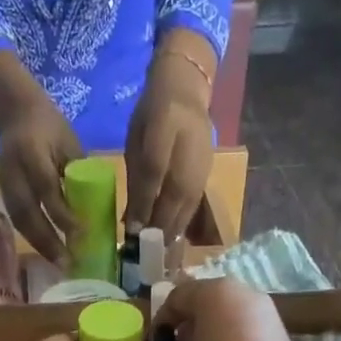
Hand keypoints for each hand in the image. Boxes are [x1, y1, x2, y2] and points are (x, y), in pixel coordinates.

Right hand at [0, 52, 83, 264]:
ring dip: (39, 244)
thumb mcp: (69, 143)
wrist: (15, 111)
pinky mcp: (3, 191)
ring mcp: (4, 181)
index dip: (62, 213)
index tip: (81, 234)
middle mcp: (13, 169)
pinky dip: (32, 237)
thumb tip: (93, 210)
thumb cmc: (51, 127)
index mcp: (32, 151)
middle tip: (67, 262)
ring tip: (58, 263)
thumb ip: (77, 174)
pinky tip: (47, 251)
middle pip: (28, 211)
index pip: (47, 188)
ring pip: (20, 220)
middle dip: (48, 240)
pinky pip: (17, 219)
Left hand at [124, 40, 215, 238]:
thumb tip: (131, 218)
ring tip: (160, 251)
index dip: (144, 201)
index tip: (133, 228)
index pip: (154, 169)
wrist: (186, 88)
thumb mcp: (136, 137)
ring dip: (173, 229)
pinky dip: (183, 222)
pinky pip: (195, 202)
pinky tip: (173, 239)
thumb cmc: (152, 113)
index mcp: (165, 123)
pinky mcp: (209, 172)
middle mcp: (189, 144)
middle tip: (146, 250)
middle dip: (160, 224)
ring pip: (188, 201)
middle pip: (176, 192)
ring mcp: (203, 160)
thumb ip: (135, 176)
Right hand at [154, 278, 312, 340]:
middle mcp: (242, 292)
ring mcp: (266, 310)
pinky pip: (246, 331)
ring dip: (210, 338)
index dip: (161, 323)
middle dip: (187, 329)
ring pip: (227, 318)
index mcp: (213, 292)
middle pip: (204, 305)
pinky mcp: (280, 331)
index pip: (176, 298)